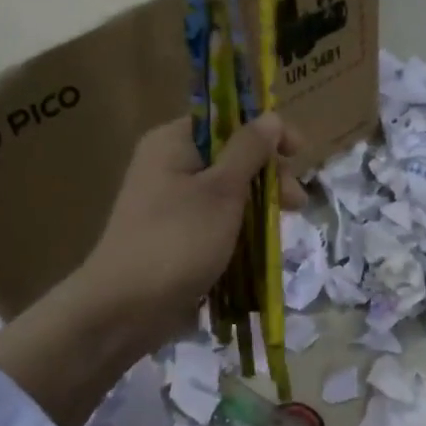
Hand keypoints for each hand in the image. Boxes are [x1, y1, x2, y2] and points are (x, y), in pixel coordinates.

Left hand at [78, 113, 306, 354]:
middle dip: (268, 177)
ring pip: (227, 195)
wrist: (127, 308)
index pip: (226, 120)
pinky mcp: (177, 239)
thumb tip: (270, 117)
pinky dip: (240, 232)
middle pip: (231, 158)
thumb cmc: (178, 241)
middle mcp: (169, 167)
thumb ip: (249, 151)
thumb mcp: (221, 191)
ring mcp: (171, 206)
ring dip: (258, 208)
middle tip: (296, 204)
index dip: (265, 132)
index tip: (298, 153)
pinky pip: (216, 224)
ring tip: (282, 230)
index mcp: (173, 143)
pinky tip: (260, 248)